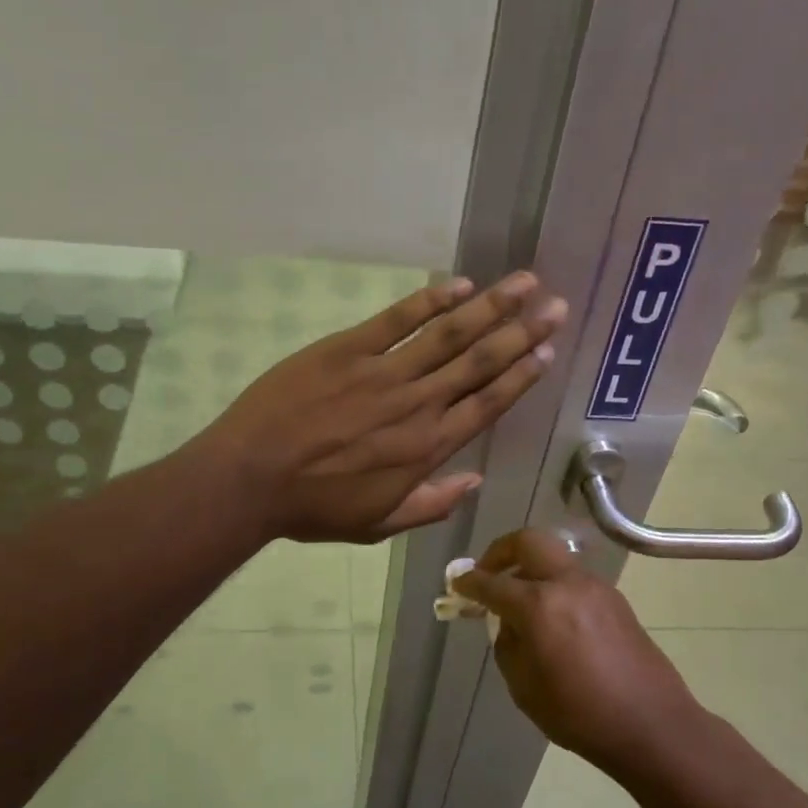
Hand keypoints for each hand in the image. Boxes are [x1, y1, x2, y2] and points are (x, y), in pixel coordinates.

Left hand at [198, 273, 566, 542]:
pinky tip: (460, 284)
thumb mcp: (377, 524)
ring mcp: (383, 373)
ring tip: (526, 283)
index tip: (547, 353)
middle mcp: (416, 405)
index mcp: (426, 448)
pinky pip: (398, 319)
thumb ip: (432, 504)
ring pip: (449, 334)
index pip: (487, 406)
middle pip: (480, 363)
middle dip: (522, 333)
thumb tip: (475, 480)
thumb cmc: (313, 507)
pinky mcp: (347, 349)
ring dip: (491, 306)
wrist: (250, 478)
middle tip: (556, 307)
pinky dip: (431, 300)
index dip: (520, 377)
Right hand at [453, 529, 699, 773]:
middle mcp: (568, 584)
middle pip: (529, 542)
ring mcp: (596, 588)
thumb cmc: (580, 715)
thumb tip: (509, 622)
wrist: (652, 725)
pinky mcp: (615, 600)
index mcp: (540, 605)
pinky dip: (554, 585)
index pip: (493, 583)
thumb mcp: (525, 687)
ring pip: (554, 558)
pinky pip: (574, 579)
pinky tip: (551, 617)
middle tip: (489, 574)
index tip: (457, 584)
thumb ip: (509, 644)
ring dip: (531, 568)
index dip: (470, 583)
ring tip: (520, 600)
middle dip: (502, 552)